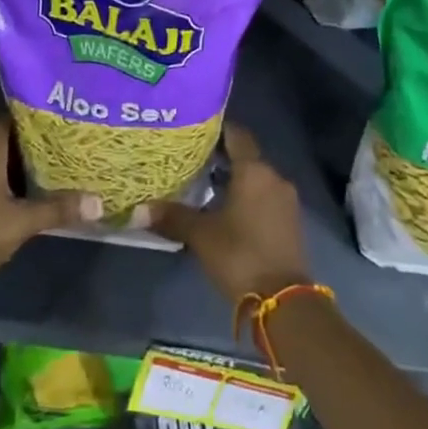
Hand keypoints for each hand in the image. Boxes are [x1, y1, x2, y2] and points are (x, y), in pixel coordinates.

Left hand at [0, 113, 100, 286]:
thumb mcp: (21, 222)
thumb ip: (57, 209)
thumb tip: (98, 201)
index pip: (2, 118)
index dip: (24, 111)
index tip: (50, 108)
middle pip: (1, 140)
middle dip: (28, 138)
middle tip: (59, 135)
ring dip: (18, 162)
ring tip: (51, 160)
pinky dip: (8, 182)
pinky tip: (28, 191)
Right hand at [142, 124, 309, 305]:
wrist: (283, 300)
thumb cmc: (240, 255)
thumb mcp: (201, 235)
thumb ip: (172, 217)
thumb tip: (138, 209)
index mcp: (254, 171)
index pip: (237, 135)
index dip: (217, 128)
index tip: (195, 128)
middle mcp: (274, 177)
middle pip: (246, 156)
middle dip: (221, 156)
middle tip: (191, 156)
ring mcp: (285, 200)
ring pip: (256, 178)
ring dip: (234, 178)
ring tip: (203, 182)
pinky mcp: (289, 221)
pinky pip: (264, 196)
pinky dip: (246, 196)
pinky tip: (224, 207)